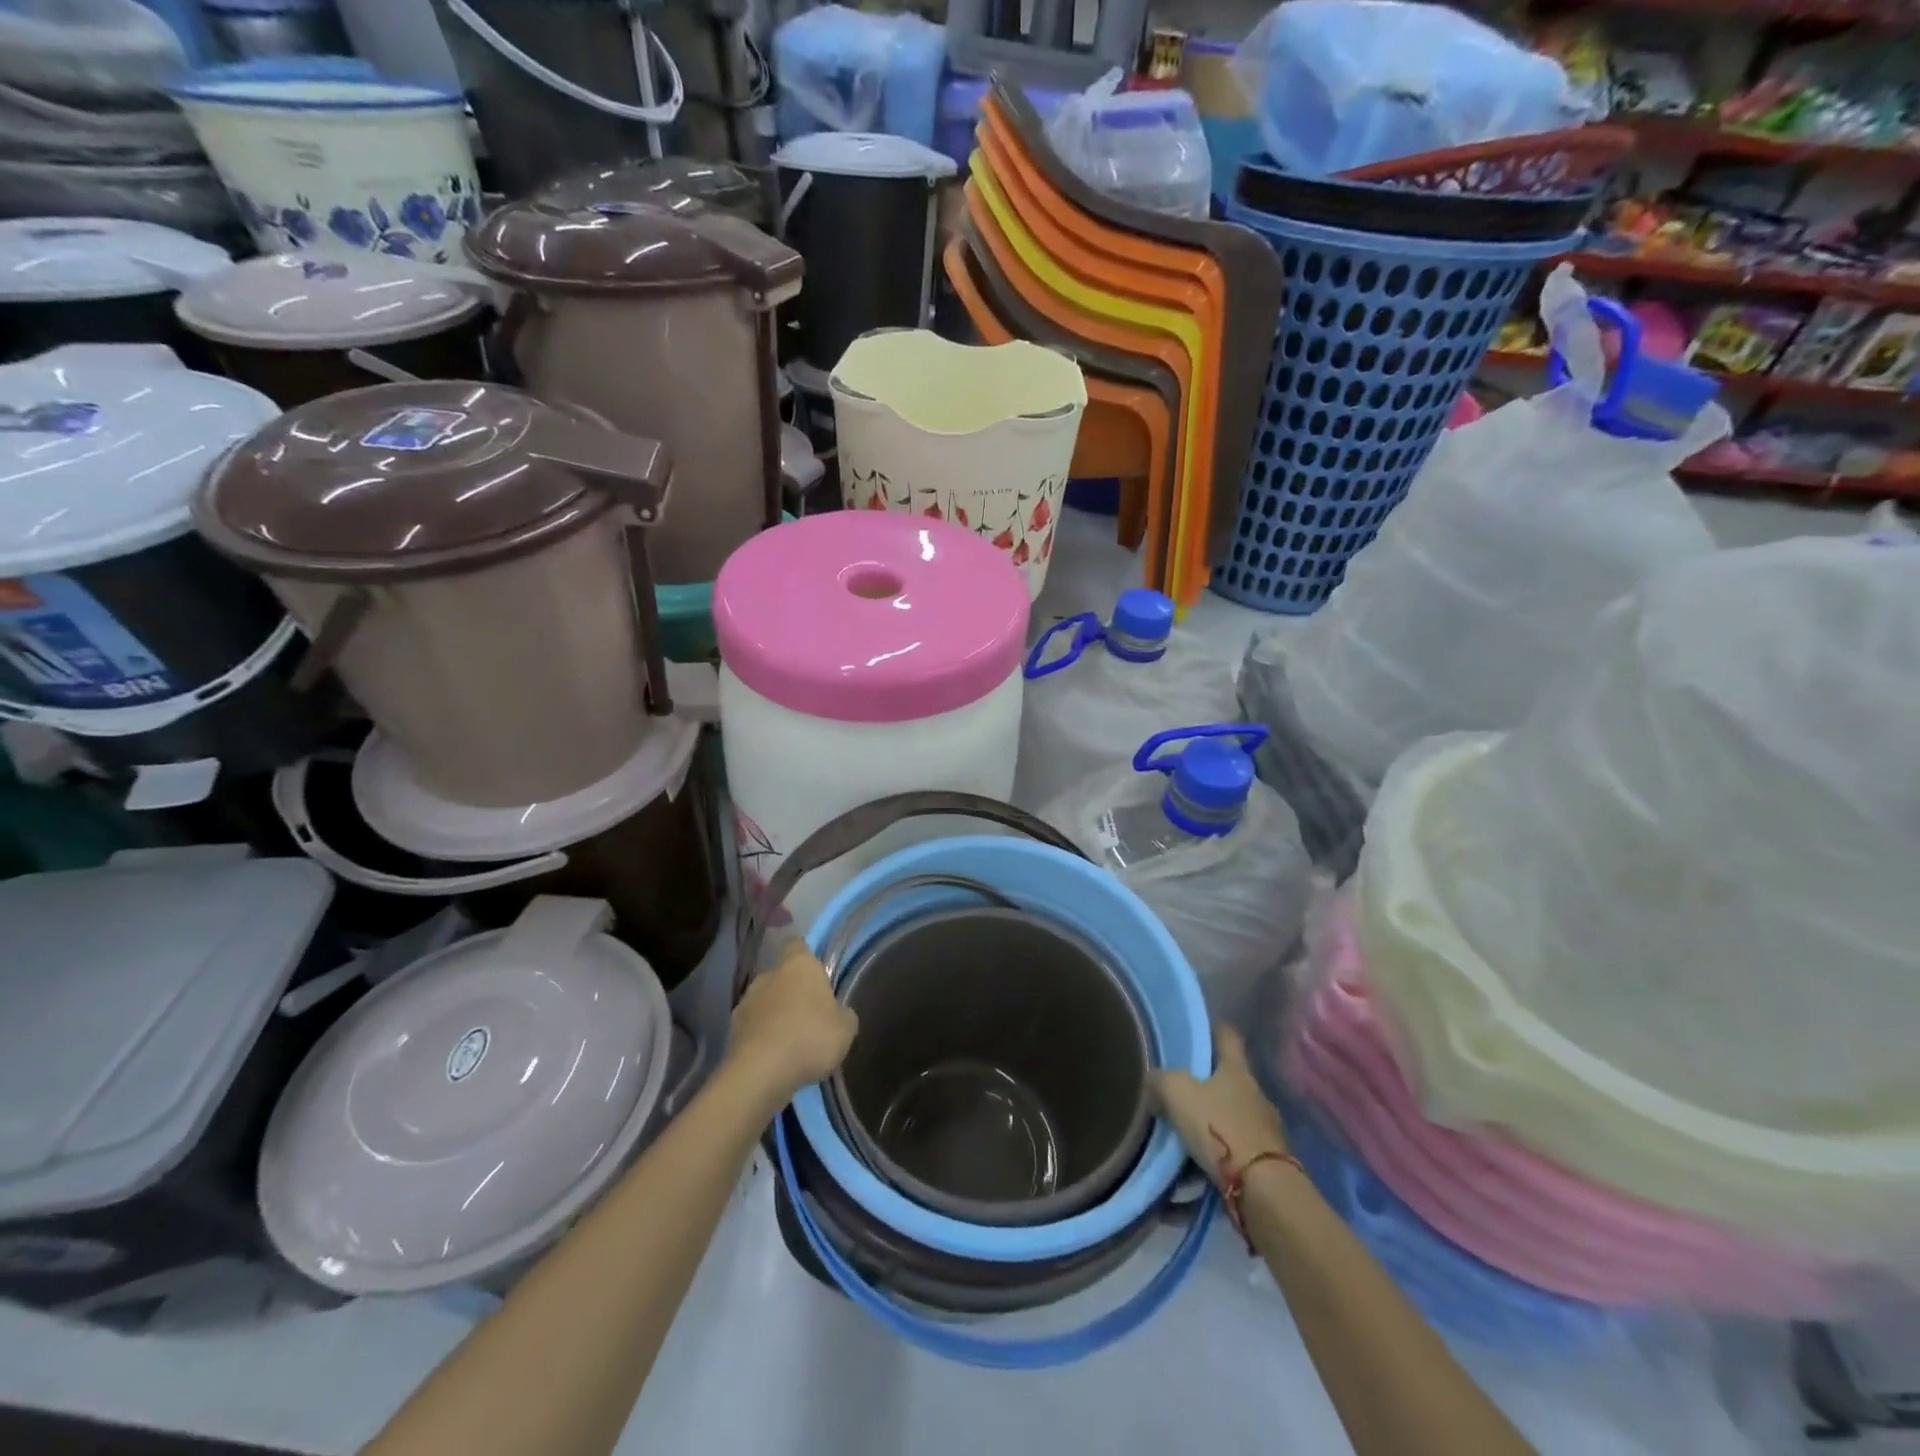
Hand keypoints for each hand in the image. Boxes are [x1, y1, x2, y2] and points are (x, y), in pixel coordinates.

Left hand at [727, 936, 858, 1105]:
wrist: (761, 1073)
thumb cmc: (810, 1037)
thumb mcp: (846, 1028)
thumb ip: (843, 1013)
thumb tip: (838, 1012)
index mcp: (799, 964)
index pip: (798, 945)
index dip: (807, 957)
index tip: (817, 974)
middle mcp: (769, 974)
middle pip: (782, 975)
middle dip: (792, 991)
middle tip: (810, 1015)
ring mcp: (746, 1001)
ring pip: (765, 1001)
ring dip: (775, 1015)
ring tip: (791, 1042)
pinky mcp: (731, 1029)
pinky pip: (753, 1027)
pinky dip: (762, 1037)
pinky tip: (775, 1058)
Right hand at [1151, 1024, 1287, 1189]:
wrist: (1262, 1189)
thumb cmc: (1220, 1128)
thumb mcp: (1178, 1094)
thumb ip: (1161, 1080)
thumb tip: (1153, 1079)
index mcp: (1237, 1070)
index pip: (1227, 1037)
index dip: (1214, 1029)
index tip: (1201, 1028)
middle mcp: (1256, 1094)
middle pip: (1231, 1079)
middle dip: (1209, 1084)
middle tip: (1181, 1090)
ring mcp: (1266, 1129)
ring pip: (1233, 1116)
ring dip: (1214, 1123)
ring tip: (1187, 1136)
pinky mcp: (1268, 1163)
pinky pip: (1237, 1150)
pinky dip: (1220, 1156)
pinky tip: (1200, 1171)